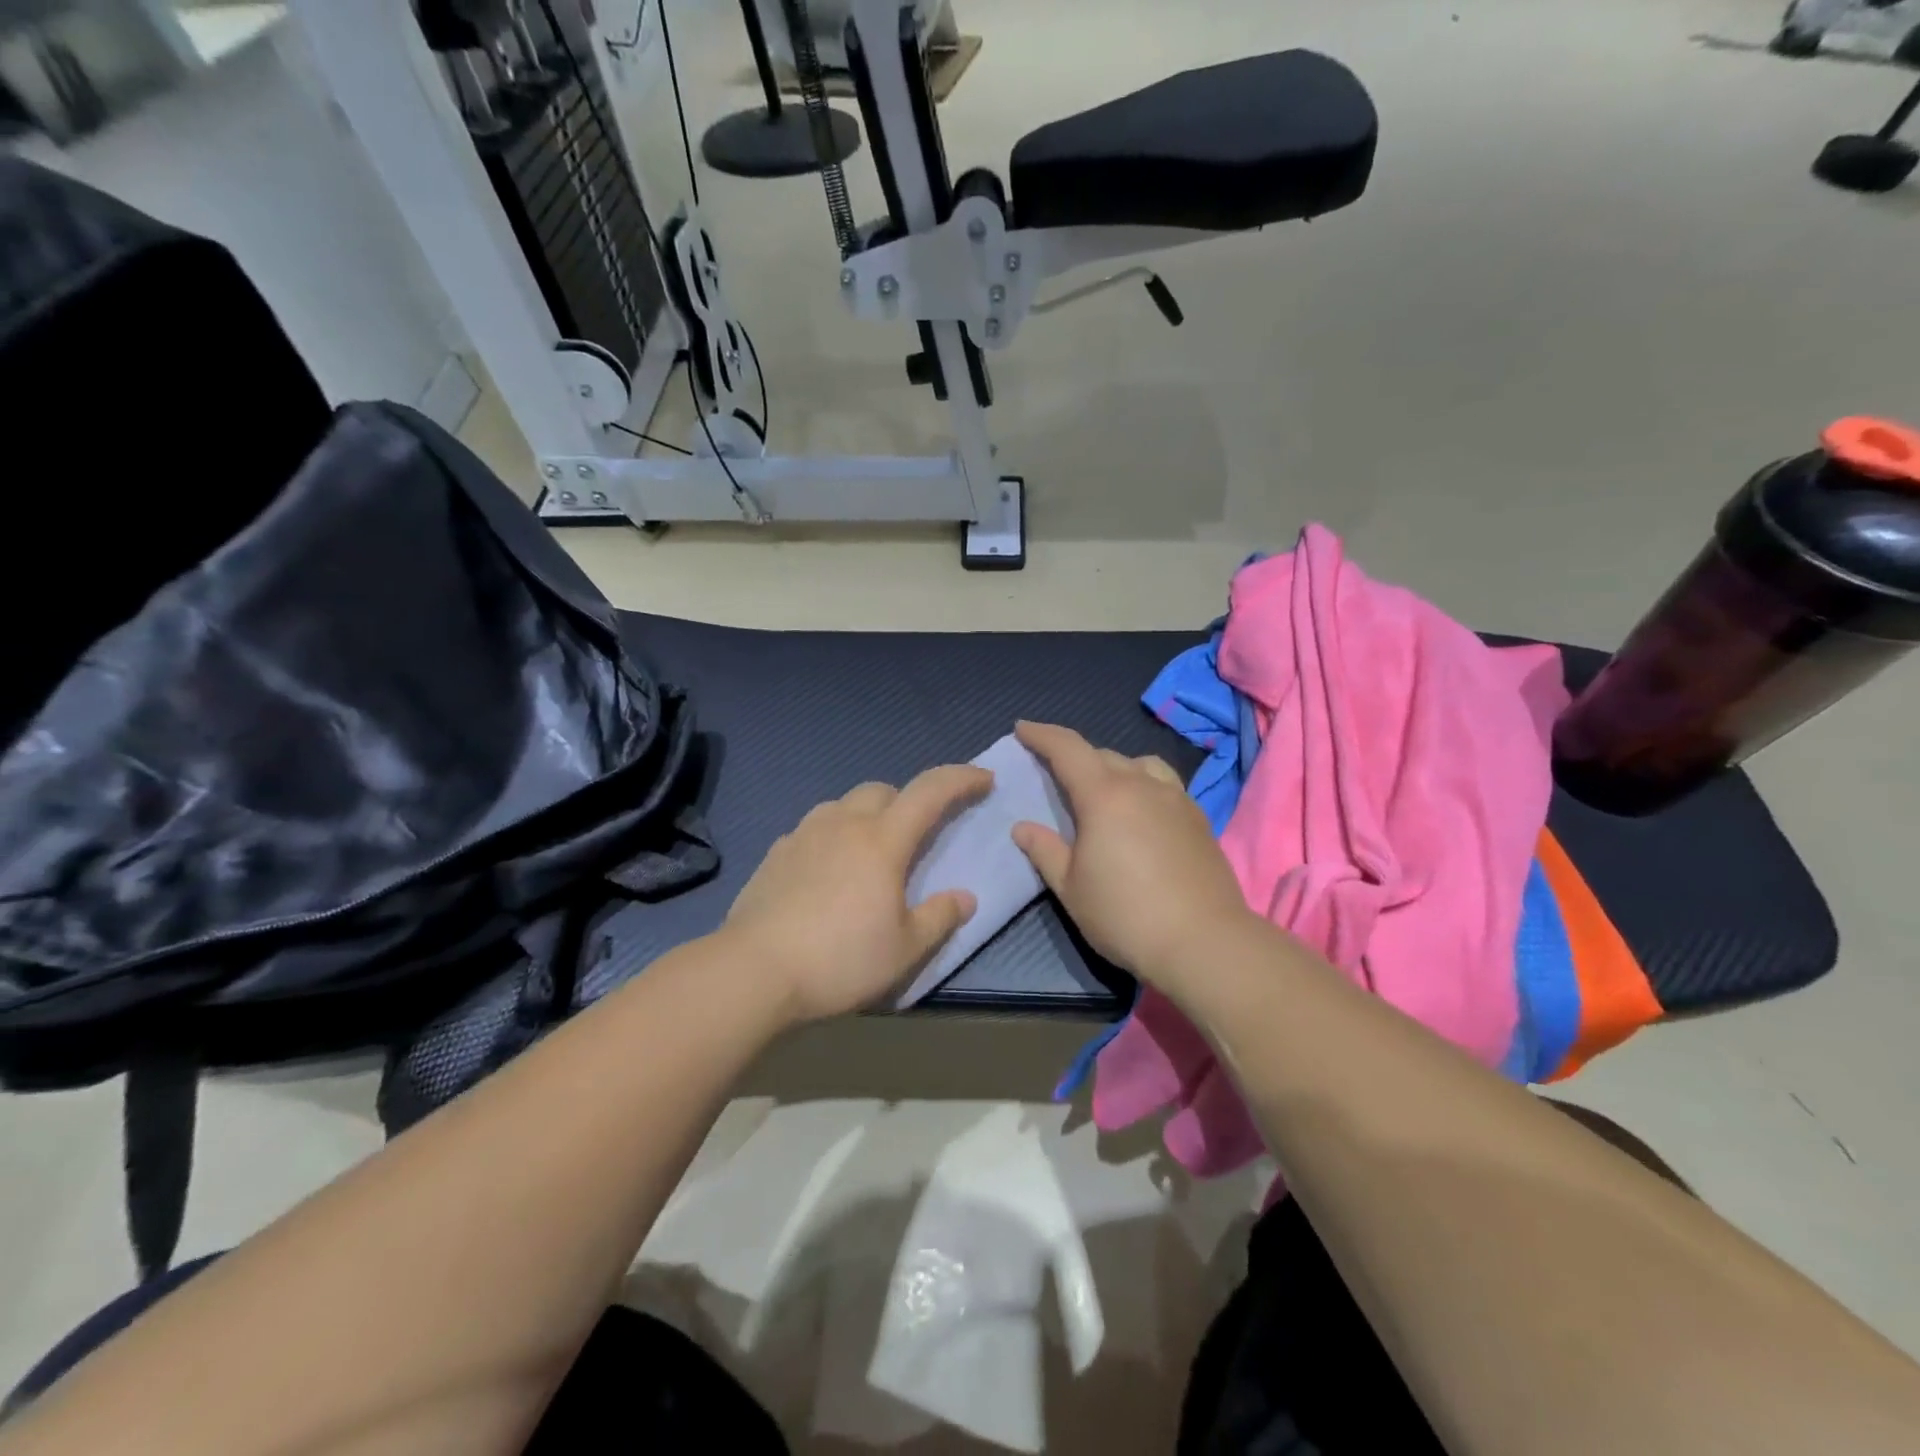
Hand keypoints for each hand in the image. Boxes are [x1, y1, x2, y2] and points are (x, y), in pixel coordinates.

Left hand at [725, 764, 990, 1023]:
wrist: (754, 971)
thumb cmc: (840, 960)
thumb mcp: (905, 949)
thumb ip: (940, 917)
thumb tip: (965, 897)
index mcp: (882, 840)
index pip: (930, 792)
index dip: (961, 779)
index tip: (984, 779)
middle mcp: (843, 824)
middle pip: (883, 790)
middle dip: (908, 801)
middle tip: (917, 835)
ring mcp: (804, 834)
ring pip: (844, 804)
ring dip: (867, 815)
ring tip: (870, 852)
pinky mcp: (775, 853)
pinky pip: (814, 828)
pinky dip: (833, 836)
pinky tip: (828, 871)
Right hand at [1012, 721, 1255, 992]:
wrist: (1204, 942)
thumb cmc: (1126, 916)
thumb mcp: (1071, 888)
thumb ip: (1045, 851)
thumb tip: (1023, 827)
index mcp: (1104, 795)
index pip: (1068, 749)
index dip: (1042, 735)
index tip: (1023, 728)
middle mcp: (1142, 785)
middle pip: (1103, 755)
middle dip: (1075, 757)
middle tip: (1055, 774)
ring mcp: (1176, 799)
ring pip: (1140, 764)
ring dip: (1114, 768)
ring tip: (1103, 791)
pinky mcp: (1198, 818)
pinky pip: (1164, 784)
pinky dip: (1143, 785)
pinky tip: (1141, 814)